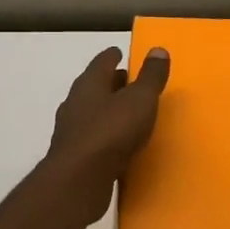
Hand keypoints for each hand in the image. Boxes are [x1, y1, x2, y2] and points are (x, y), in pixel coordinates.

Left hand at [45, 46, 171, 218]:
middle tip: (128, 82)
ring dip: (106, 110)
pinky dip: (104, 135)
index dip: (113, 56)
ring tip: (125, 113)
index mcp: (90, 83)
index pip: (102, 62)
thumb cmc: (111, 131)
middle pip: (94, 86)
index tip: (120, 52)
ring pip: (91, 112)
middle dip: (111, 83)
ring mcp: (71, 130)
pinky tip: (116, 144)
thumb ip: (150, 77)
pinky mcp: (73, 156)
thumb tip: (158, 49)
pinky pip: (92, 138)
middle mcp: (76, 102)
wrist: (79, 179)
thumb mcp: (140, 100)